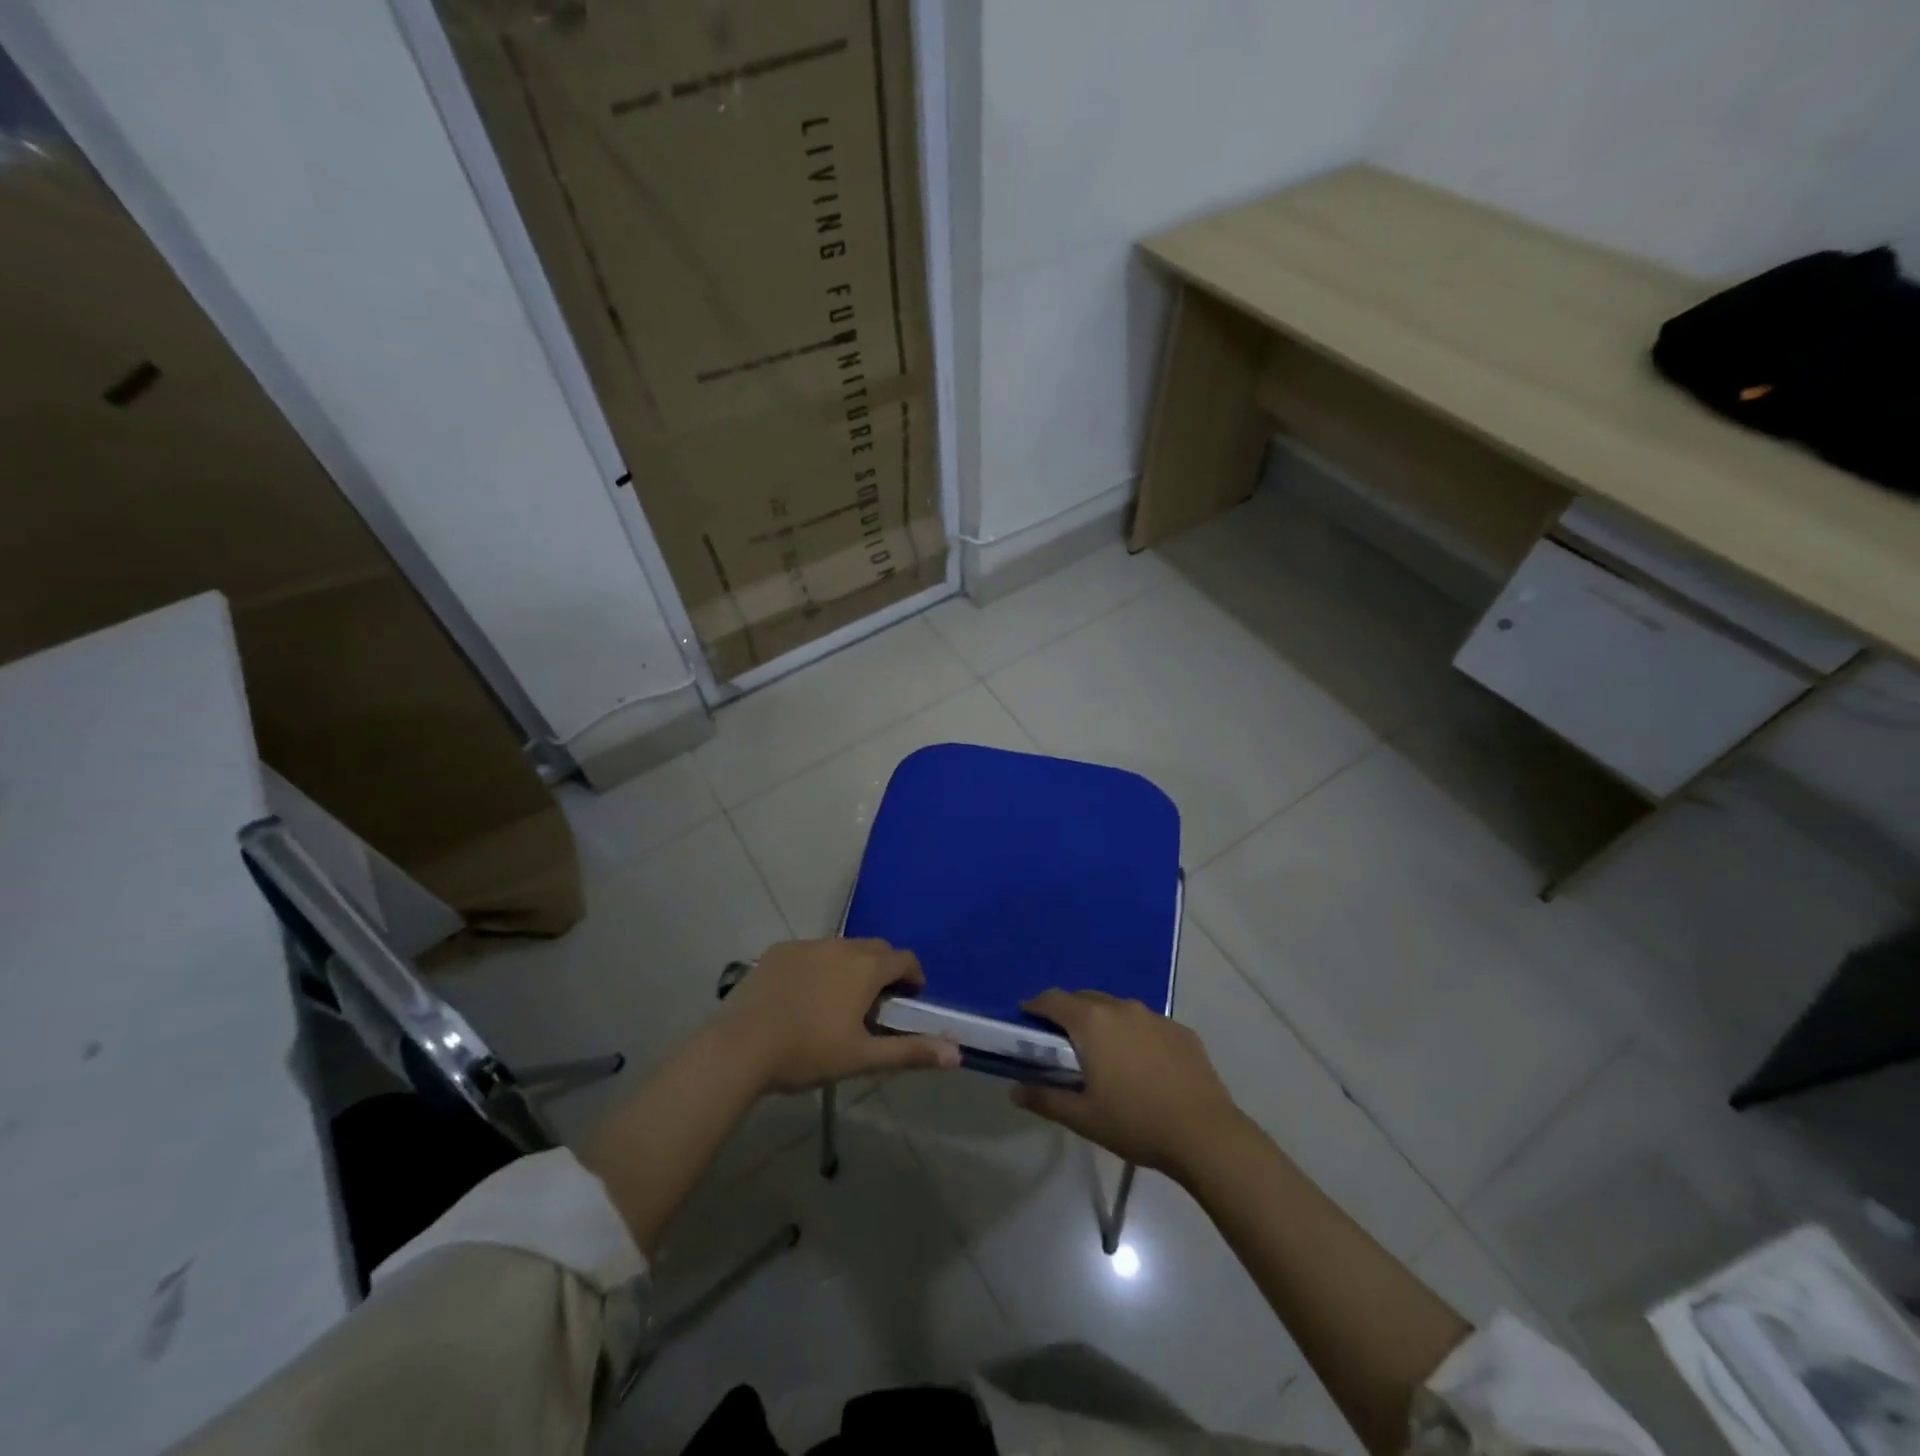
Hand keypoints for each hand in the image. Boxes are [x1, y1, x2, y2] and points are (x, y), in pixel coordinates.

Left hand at [719, 938, 960, 1093]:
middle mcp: (841, 945)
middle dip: (884, 969)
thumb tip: (958, 1053)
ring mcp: (807, 944)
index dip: (913, 977)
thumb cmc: (807, 1053)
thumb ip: (910, 1051)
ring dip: (851, 966)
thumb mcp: (862, 1058)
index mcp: (865, 967)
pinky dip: (819, 966)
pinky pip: (811, 952)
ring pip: (842, 948)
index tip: (909, 1000)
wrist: (740, 1047)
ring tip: (839, 1001)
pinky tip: (804, 996)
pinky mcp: (779, 950)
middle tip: (876, 1003)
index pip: (904, 959)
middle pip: (875, 948)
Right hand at [1010, 989, 1246, 1180]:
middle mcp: (1122, 1008)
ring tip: (1104, 1053)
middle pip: (1085, 999)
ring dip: (1104, 1022)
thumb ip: (1045, 1099)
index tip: (1027, 1017)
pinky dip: (1135, 1035)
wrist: (1205, 1134)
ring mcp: (1155, 1016)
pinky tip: (1141, 1065)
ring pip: (1118, 1009)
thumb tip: (1014, 1089)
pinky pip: (1147, 1024)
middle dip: (1069, 1012)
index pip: (1054, 999)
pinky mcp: (1181, 1031)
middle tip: (1062, 1041)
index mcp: (1092, 1022)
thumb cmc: (1135, 1123)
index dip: (1036, 1005)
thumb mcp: (1083, 1117)